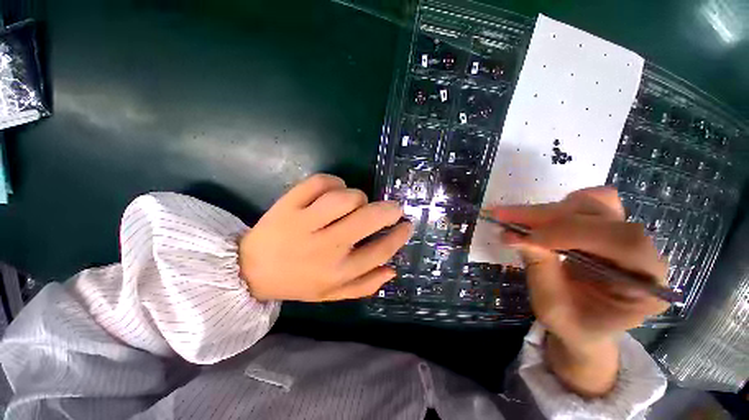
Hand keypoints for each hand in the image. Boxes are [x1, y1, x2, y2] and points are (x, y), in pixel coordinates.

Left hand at [239, 174, 412, 301]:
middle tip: (393, 208)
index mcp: (337, 272)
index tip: (406, 225)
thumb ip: (364, 285)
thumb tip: (392, 270)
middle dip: (388, 210)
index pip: (379, 251)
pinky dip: (334, 182)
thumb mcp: (333, 293)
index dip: (398, 236)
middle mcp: (324, 247)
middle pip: (366, 219)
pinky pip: (319, 182)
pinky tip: (334, 190)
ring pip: (345, 197)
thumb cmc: (298, 282)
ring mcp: (303, 223)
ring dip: (358, 196)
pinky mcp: (287, 204)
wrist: (250, 269)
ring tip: (356, 203)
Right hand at [489, 187, 668, 395]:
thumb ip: (540, 270)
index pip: (621, 242)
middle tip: (503, 216)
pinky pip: (589, 202)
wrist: (585, 324)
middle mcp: (644, 254)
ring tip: (514, 219)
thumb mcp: (552, 307)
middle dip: (547, 216)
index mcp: (646, 285)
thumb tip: (514, 236)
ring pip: (592, 204)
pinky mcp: (608, 227)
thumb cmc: (573, 324)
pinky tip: (539, 220)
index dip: (570, 233)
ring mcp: (626, 236)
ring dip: (548, 210)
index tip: (525, 237)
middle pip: (602, 216)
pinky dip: (559, 207)